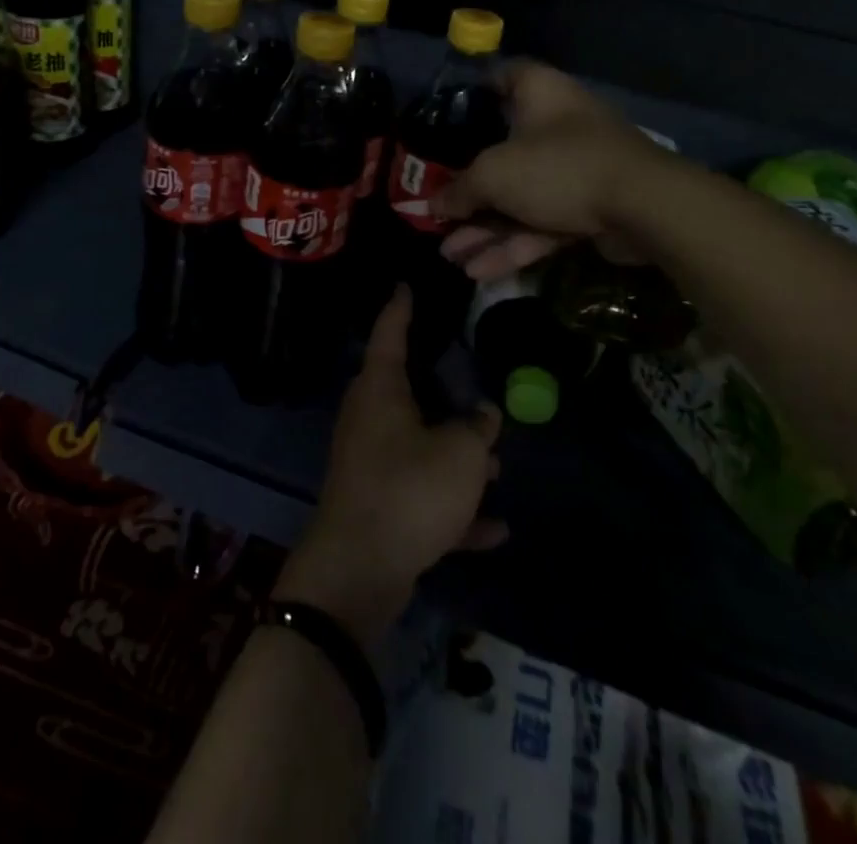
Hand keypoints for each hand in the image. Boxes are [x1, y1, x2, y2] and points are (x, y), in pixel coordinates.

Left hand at [276, 287, 505, 645]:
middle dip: (446, 397)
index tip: (406, 285)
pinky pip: (421, 496)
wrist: (359, 570)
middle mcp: (370, 419)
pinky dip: (453, 509)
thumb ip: (477, 430)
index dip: (401, 308)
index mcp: (381, 391)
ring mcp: (371, 464)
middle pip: (408, 393)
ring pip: (420, 447)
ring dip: (456, 459)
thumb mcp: (459, 455)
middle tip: (473, 386)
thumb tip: (483, 415)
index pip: (390, 334)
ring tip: (497, 468)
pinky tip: (494, 530)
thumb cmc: (409, 490)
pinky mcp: (378, 506)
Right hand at [430, 60, 658, 280]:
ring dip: (485, 229)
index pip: (505, 76)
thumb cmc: (559, 166)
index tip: (451, 114)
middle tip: (439, 213)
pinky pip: (542, 223)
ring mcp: (575, 169)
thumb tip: (432, 205)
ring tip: (450, 256)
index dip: (477, 90)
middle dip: (470, 190)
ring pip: (521, 198)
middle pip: (504, 152)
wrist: (643, 207)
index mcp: (539, 95)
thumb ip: (460, 189)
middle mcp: (557, 126)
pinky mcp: (589, 207)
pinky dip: (513, 244)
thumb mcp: (495, 174)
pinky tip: (480, 271)